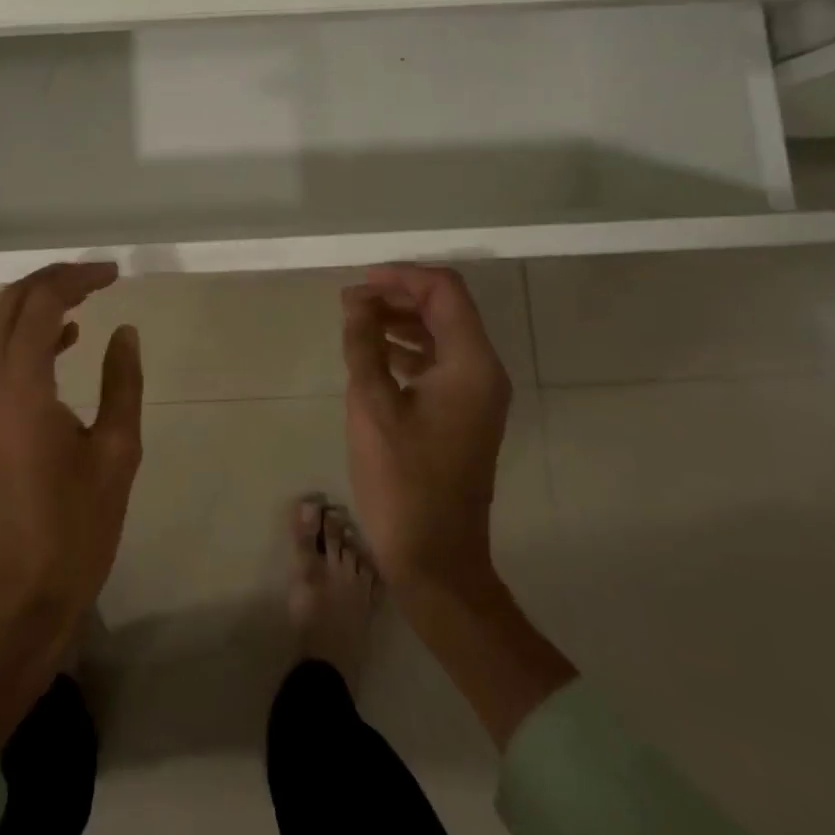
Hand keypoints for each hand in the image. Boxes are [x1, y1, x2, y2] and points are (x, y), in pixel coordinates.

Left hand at [0, 261, 143, 741]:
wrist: (18, 599)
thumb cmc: (75, 529)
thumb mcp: (116, 453)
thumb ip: (122, 382)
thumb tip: (125, 331)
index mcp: (20, 386)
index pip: (42, 303)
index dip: (78, 278)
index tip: (115, 272)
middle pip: (12, 304)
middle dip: (53, 279)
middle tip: (99, 275)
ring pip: (2, 328)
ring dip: (41, 304)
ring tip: (89, 296)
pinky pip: (2, 358)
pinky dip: (32, 336)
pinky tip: (68, 341)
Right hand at [341, 264, 510, 602]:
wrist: (436, 558)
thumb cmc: (403, 480)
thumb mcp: (372, 405)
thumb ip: (364, 344)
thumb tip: (356, 300)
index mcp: (470, 364)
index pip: (444, 291)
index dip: (401, 277)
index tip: (358, 285)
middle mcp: (483, 370)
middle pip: (445, 308)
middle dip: (398, 296)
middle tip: (350, 303)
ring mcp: (477, 394)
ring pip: (441, 333)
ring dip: (401, 321)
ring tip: (355, 324)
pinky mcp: (465, 412)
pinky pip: (439, 361)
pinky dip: (408, 348)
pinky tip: (375, 354)